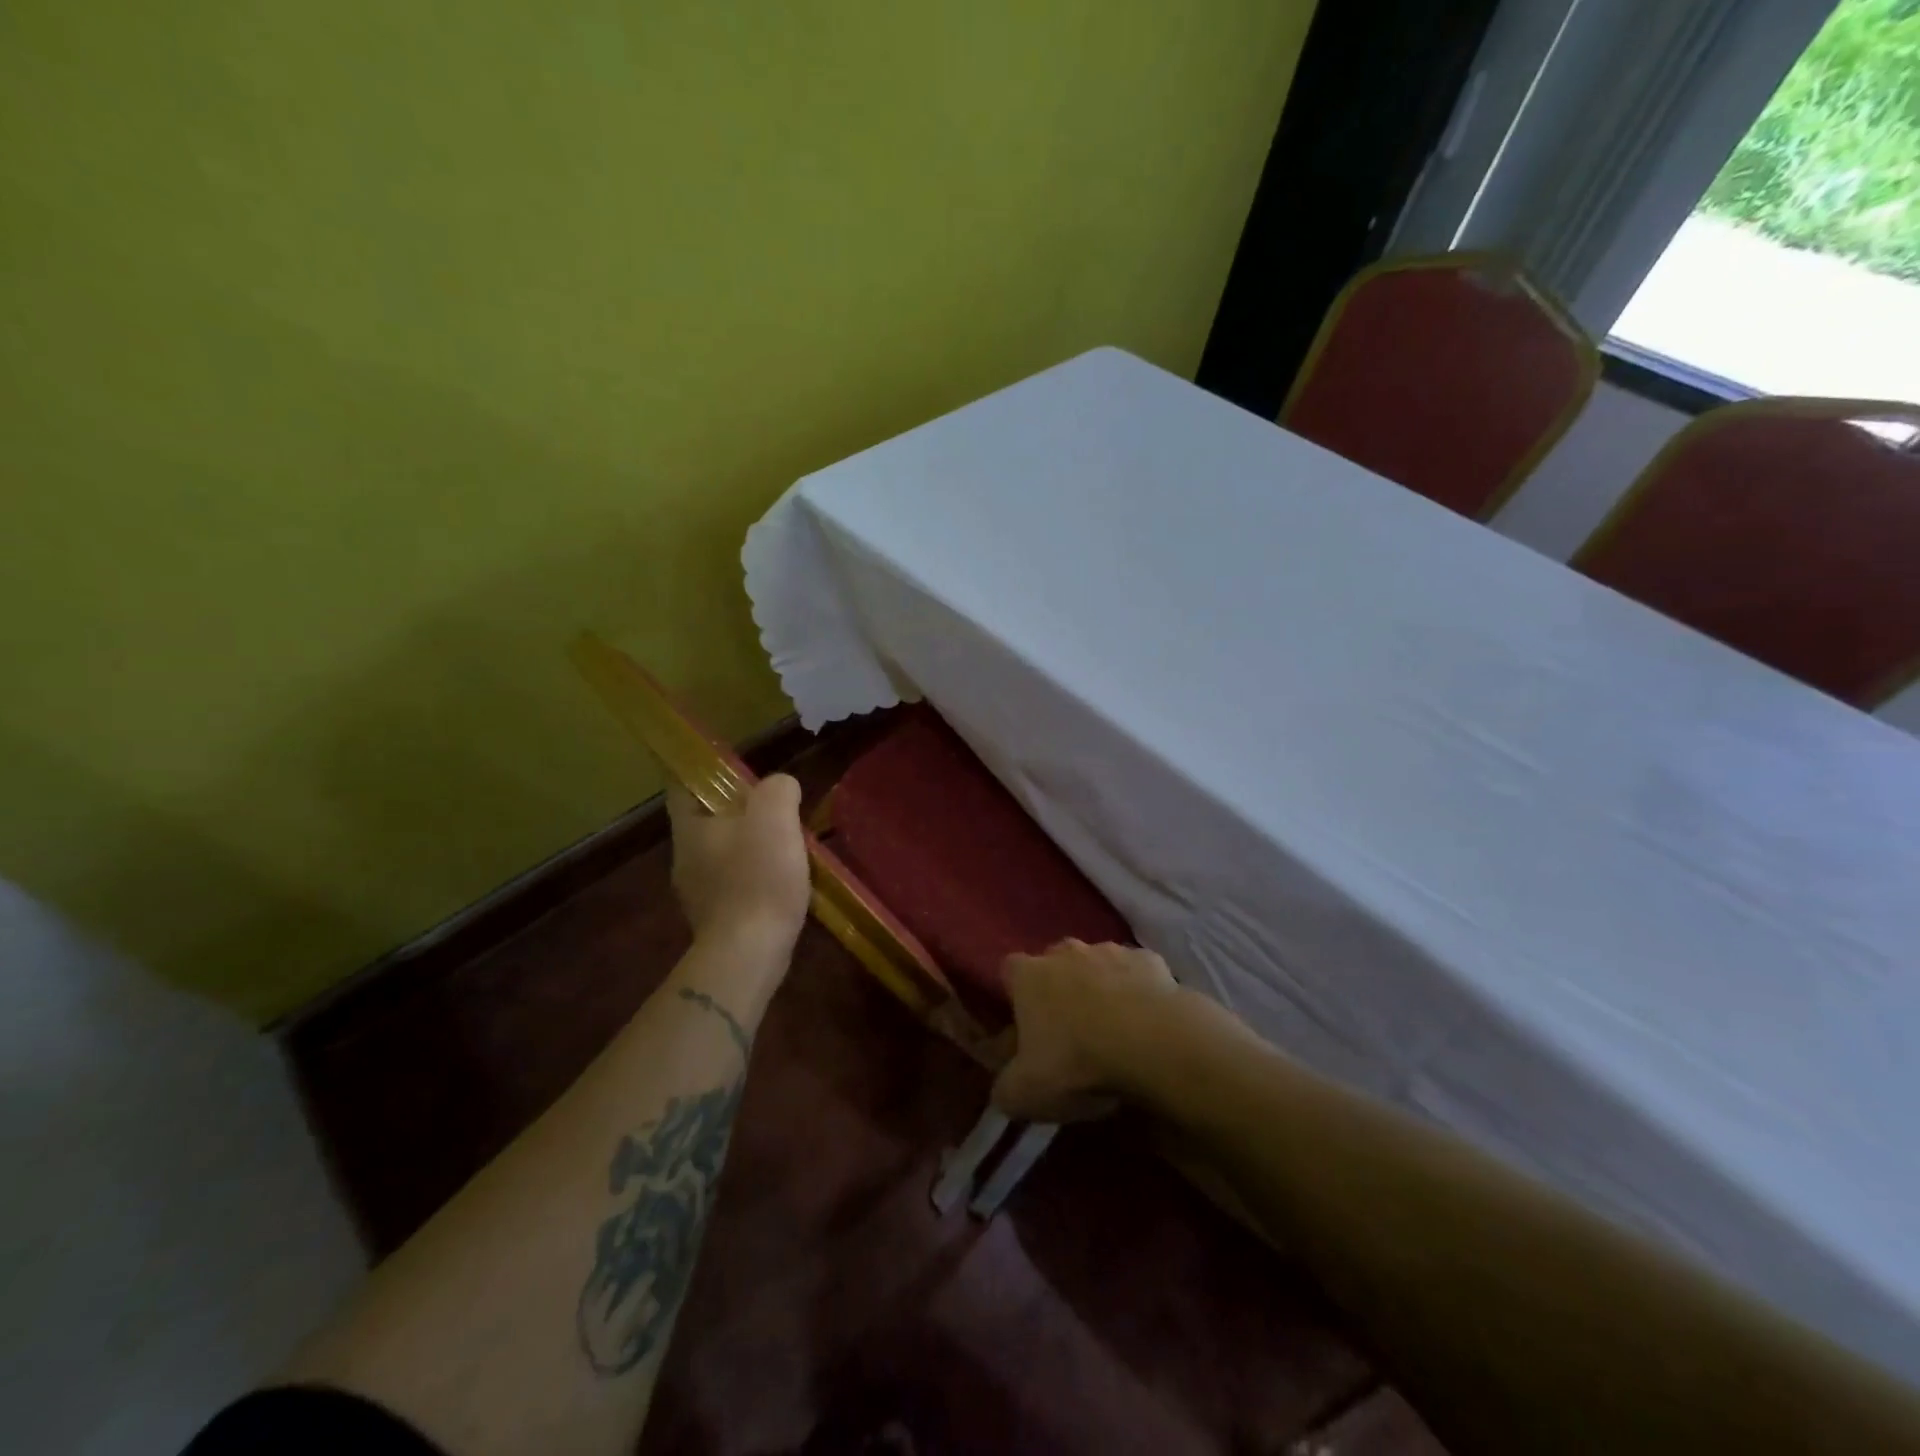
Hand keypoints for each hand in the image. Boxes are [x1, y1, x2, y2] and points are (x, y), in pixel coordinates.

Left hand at [667, 775, 811, 950]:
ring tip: (788, 846)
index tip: (733, 768)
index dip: (703, 772)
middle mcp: (685, 858)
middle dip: (739, 812)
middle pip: (708, 821)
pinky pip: (737, 884)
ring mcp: (699, 893)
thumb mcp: (775, 817)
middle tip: (776, 808)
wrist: (749, 955)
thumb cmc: (758, 878)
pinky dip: (758, 878)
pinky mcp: (718, 920)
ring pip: (725, 854)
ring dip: (752, 847)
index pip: (681, 785)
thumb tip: (781, 788)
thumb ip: (778, 790)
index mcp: (690, 828)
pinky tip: (785, 882)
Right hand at [991, 940, 1179, 1122]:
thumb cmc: (1077, 1062)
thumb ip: (1005, 1088)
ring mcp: (1110, 951)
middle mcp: (1065, 952)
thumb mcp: (1024, 1094)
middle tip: (1069, 1030)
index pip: (1009, 971)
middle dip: (1059, 989)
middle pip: (1054, 963)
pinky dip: (1138, 991)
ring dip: (1100, 988)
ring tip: (1113, 1029)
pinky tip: (1146, 1022)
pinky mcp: (1150, 960)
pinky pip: (1137, 973)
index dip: (1014, 996)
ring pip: (1097, 965)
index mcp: (1028, 975)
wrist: (1153, 1043)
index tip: (1023, 1026)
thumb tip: (1004, 1089)